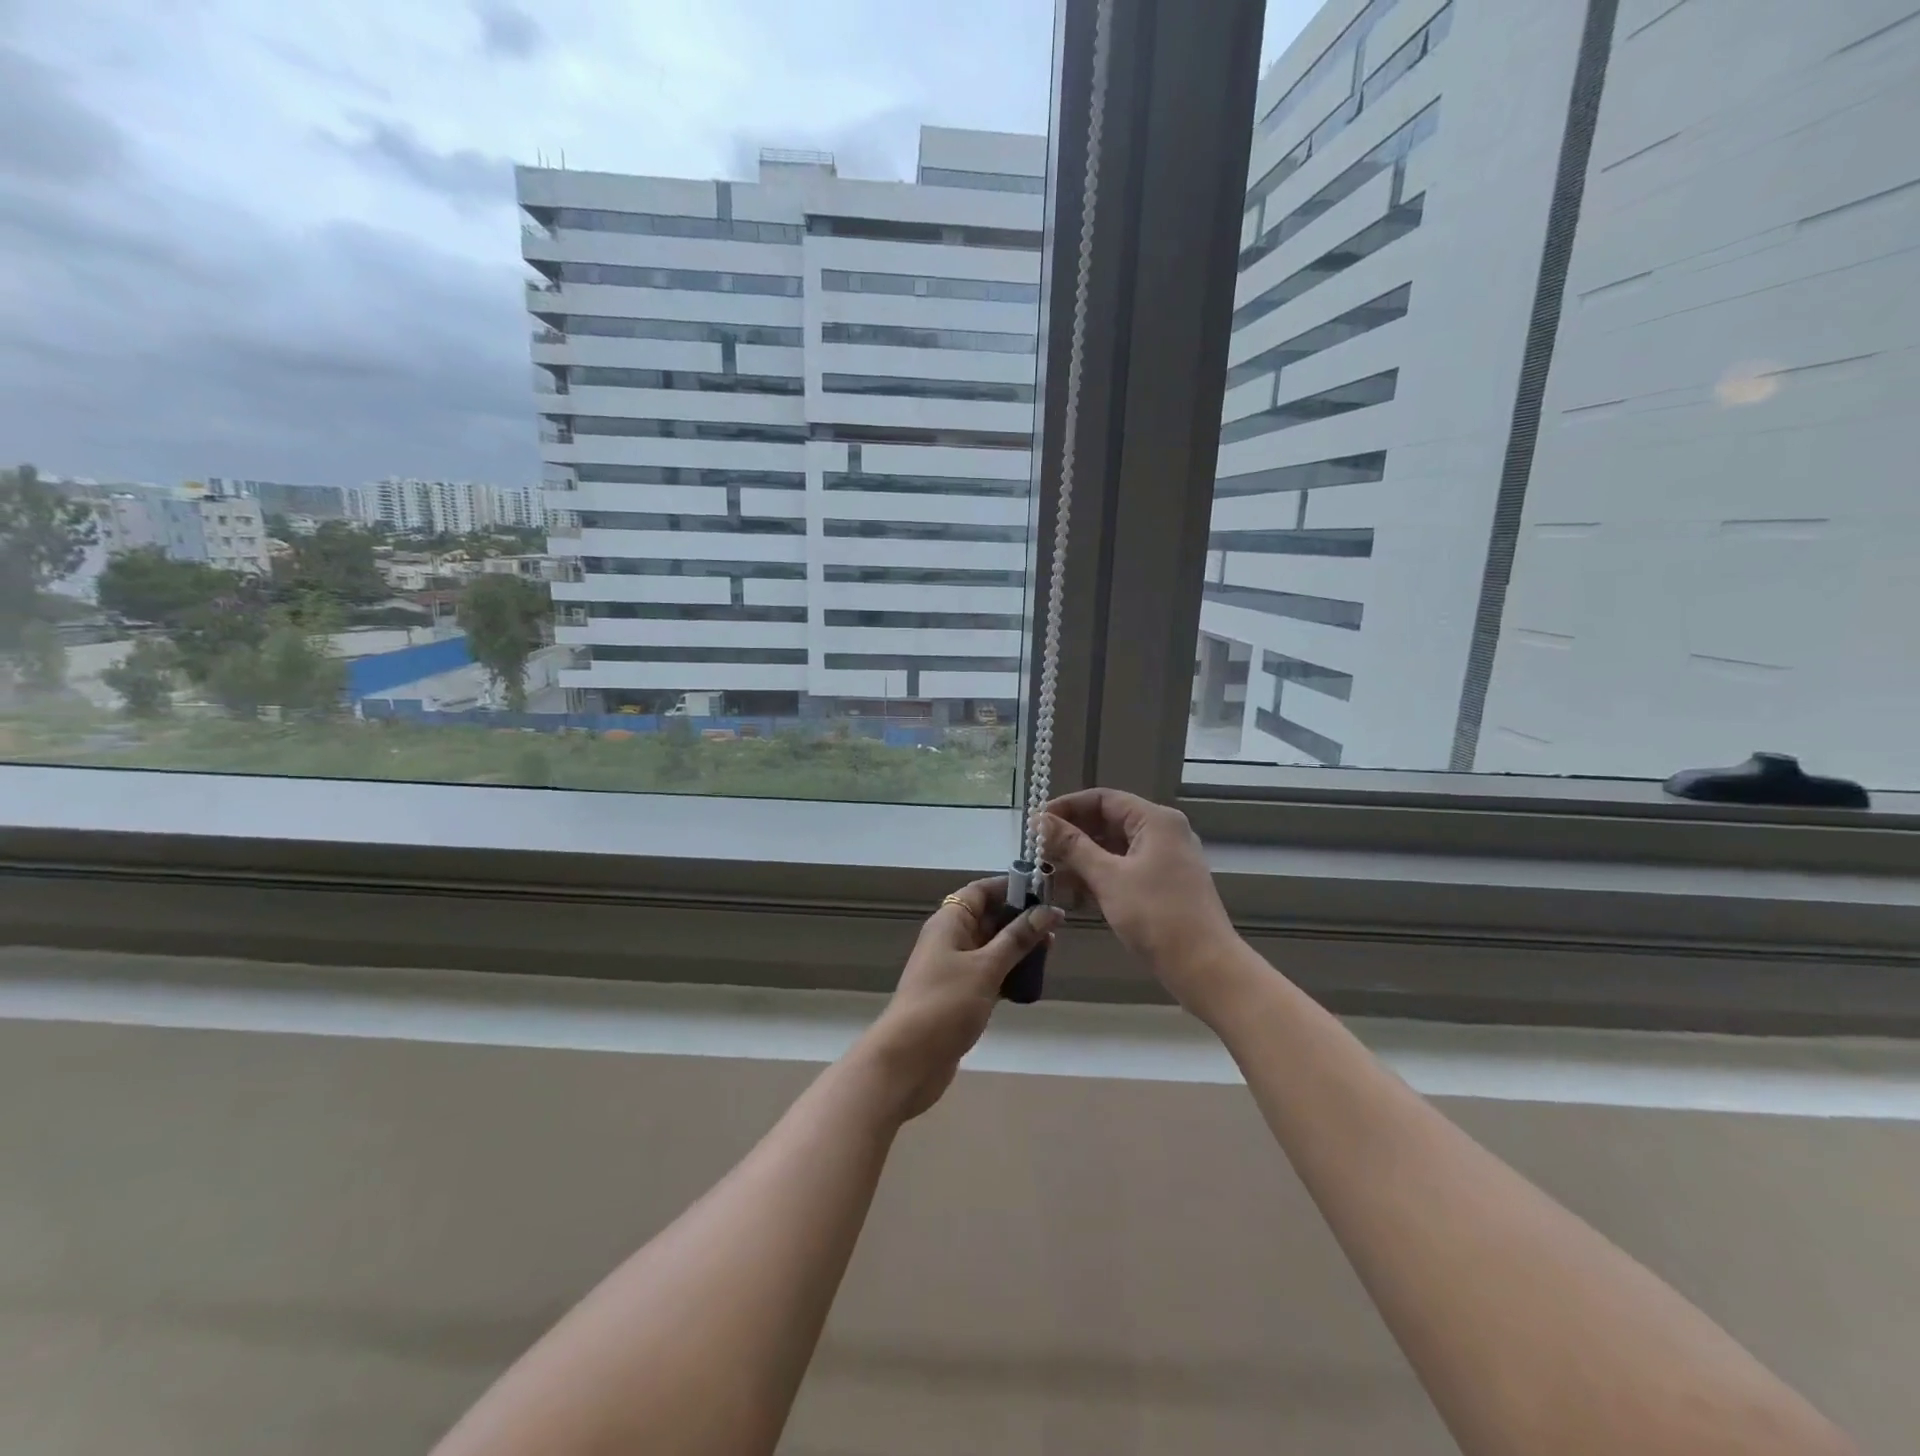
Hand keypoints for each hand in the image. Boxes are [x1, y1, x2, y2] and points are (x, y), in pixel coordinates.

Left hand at [857, 877, 1062, 1121]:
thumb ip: (1018, 938)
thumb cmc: (946, 1004)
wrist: (909, 1060)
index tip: (1044, 891)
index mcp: (949, 922)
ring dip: (1018, 947)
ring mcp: (953, 968)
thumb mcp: (986, 967)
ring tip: (1051, 950)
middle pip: (988, 917)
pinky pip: (989, 972)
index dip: (1011, 886)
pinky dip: (1009, 972)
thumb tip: (1048, 910)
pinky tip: (1033, 980)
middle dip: (1020, 918)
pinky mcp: (960, 994)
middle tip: (1056, 925)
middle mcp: (950, 938)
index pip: (981, 891)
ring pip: (991, 946)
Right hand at [1036, 789, 1242, 1020]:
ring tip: (1047, 872)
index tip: (1036, 823)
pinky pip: (1123, 869)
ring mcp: (1164, 860)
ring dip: (1081, 858)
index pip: (1102, 799)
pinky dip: (1098, 876)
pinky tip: (1071, 892)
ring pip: (1113, 848)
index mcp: (1155, 820)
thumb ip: (1072, 846)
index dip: (1067, 807)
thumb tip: (1039, 821)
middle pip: (1108, 821)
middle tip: (1037, 851)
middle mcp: (1163, 833)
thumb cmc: (1157, 916)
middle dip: (1071, 835)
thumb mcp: (1108, 878)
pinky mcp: (1162, 884)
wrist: (1205, 968)